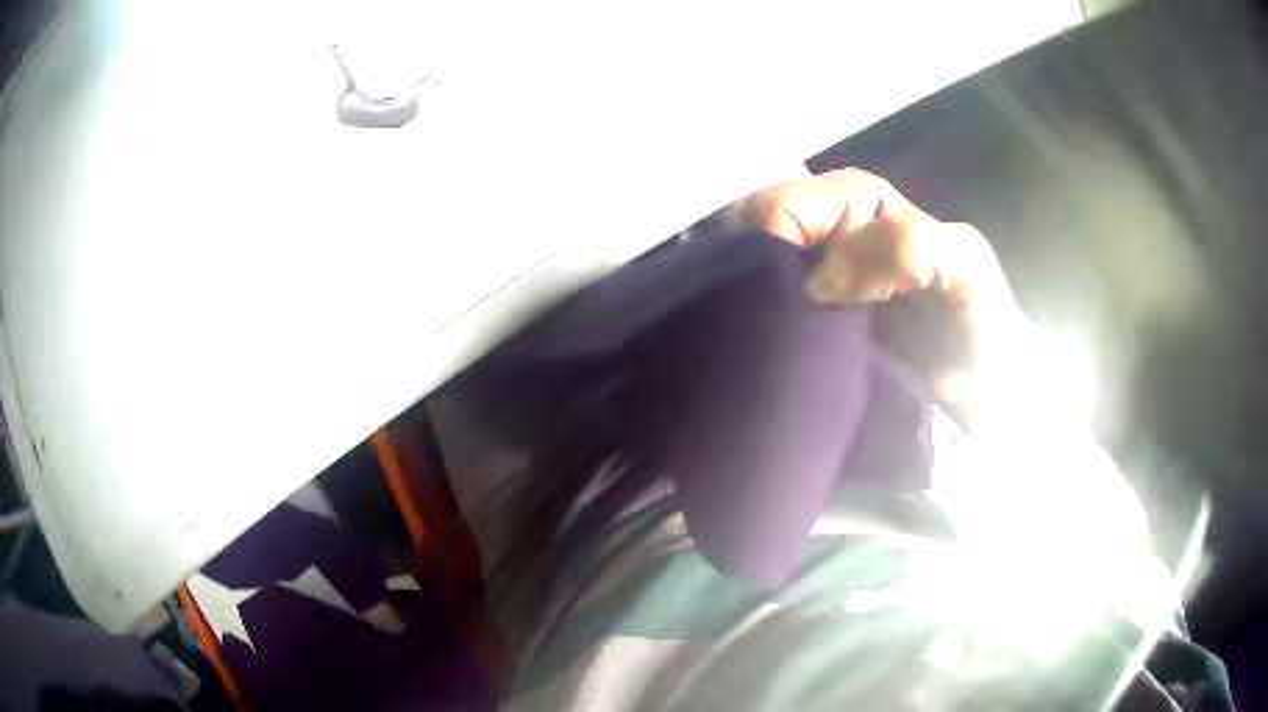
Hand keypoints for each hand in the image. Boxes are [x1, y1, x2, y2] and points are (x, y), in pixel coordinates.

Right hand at [737, 168, 1020, 406]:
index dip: (778, 249)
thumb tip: (819, 282)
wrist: (979, 378)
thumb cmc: (978, 315)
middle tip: (773, 333)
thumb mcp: (964, 265)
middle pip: (753, 240)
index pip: (780, 208)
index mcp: (854, 200)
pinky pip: (764, 320)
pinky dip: (762, 335)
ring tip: (770, 351)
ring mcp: (809, 277)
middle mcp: (823, 230)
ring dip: (755, 313)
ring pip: (750, 281)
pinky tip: (770, 358)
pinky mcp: (805, 321)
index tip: (805, 305)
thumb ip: (910, 248)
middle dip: (753, 281)